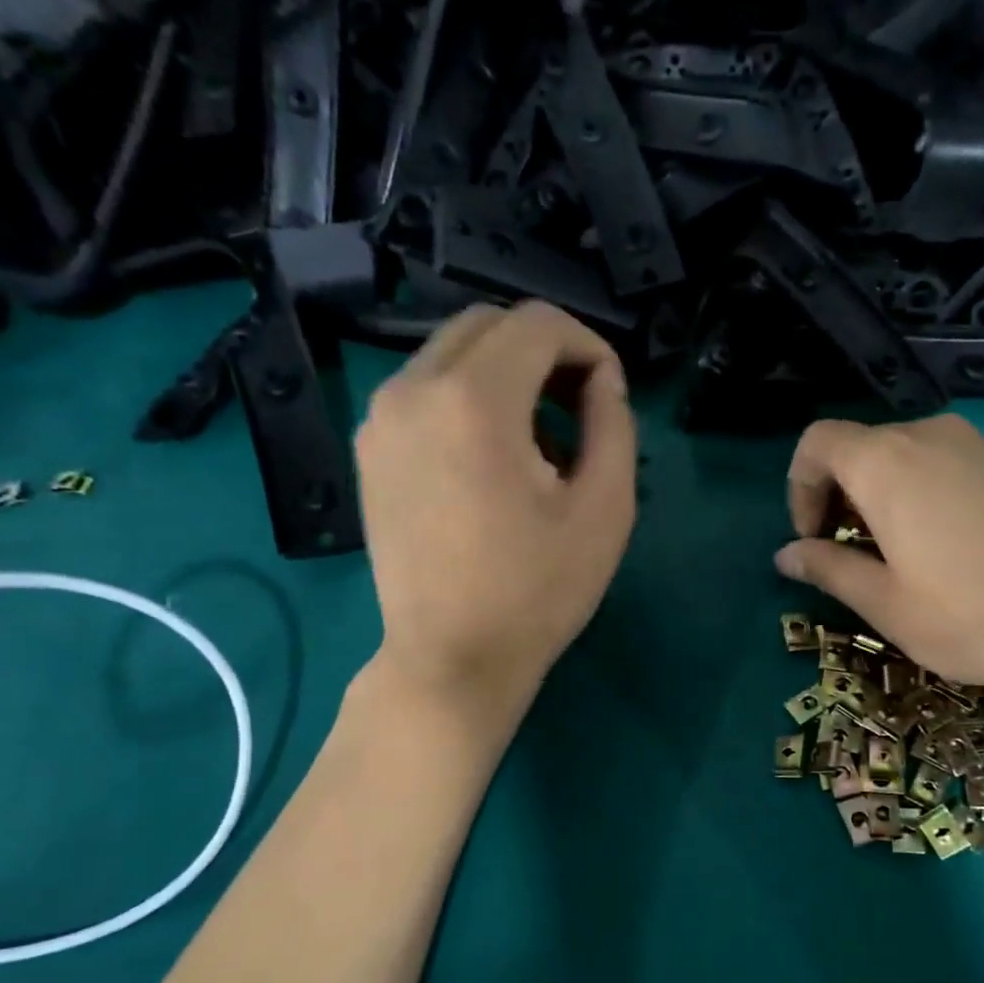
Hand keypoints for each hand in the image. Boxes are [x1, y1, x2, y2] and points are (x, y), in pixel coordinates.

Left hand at [357, 302, 636, 720]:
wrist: (451, 658)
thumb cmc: (537, 592)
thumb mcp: (605, 509)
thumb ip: (614, 424)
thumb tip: (602, 381)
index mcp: (473, 401)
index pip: (538, 324)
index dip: (588, 346)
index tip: (609, 393)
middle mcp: (413, 389)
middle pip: (489, 324)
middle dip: (545, 351)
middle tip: (579, 407)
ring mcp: (381, 418)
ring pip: (452, 353)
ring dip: (505, 373)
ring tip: (539, 439)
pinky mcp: (370, 448)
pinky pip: (425, 389)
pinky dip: (467, 397)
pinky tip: (492, 456)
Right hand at [774, 415, 983, 723]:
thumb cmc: (969, 615)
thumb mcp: (884, 603)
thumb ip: (827, 568)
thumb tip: (785, 554)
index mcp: (886, 464)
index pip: (818, 443)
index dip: (800, 487)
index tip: (814, 538)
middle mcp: (928, 437)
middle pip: (860, 447)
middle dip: (839, 495)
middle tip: (850, 553)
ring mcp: (977, 445)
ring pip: (903, 454)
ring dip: (880, 495)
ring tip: (896, 554)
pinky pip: (944, 463)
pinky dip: (921, 492)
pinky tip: (945, 546)